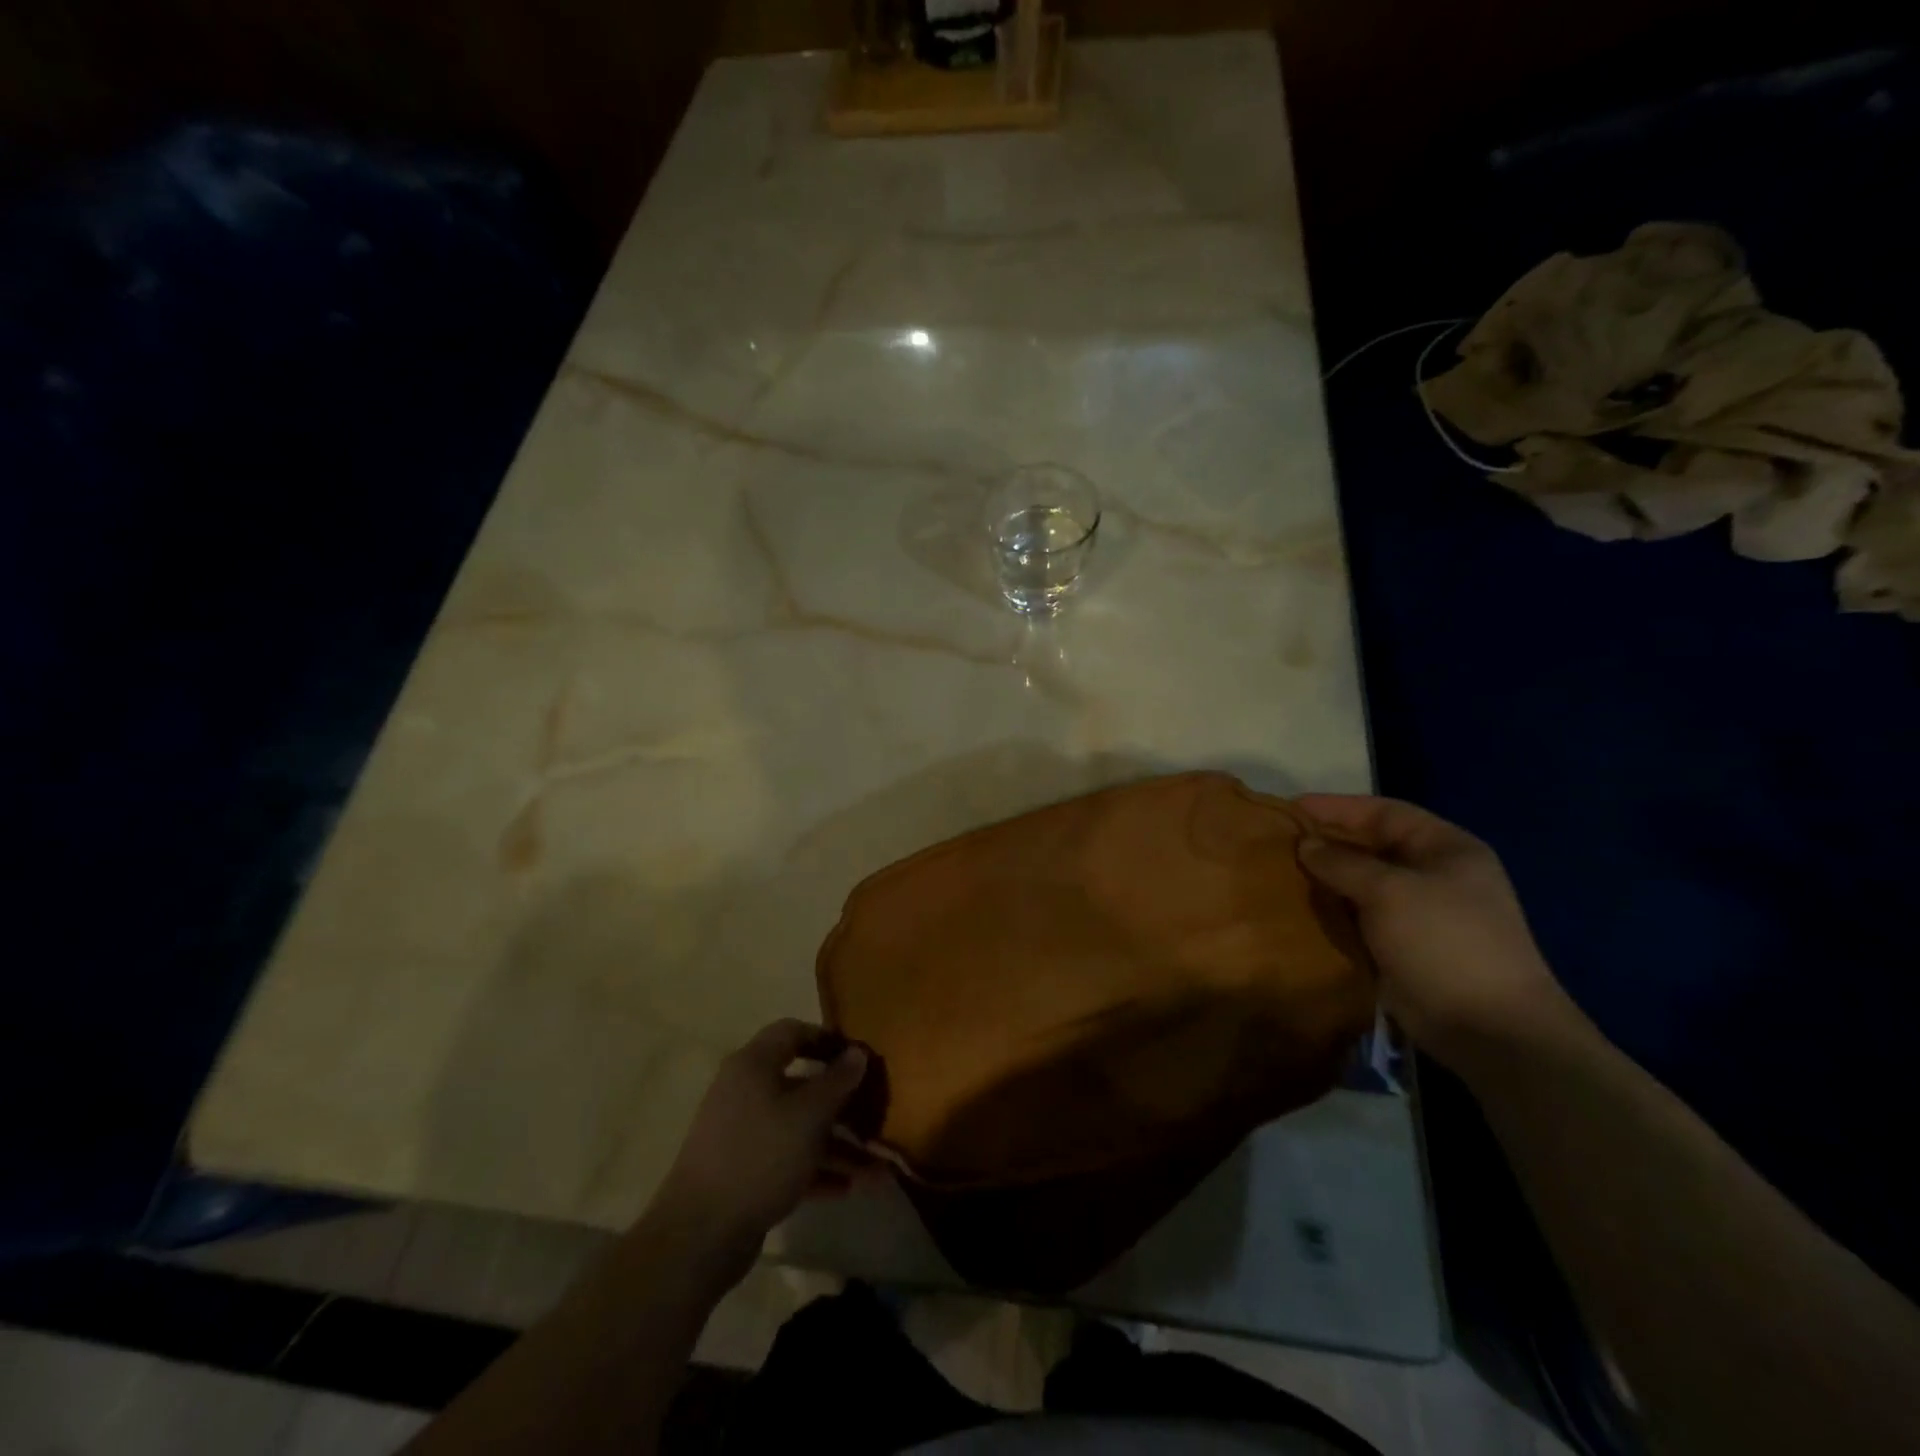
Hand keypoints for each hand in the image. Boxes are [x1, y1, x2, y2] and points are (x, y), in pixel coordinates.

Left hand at [648, 1020, 872, 1282]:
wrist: (699, 1235)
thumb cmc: (760, 1155)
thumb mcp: (809, 1115)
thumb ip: (837, 1081)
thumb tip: (857, 1053)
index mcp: (754, 1065)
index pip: (792, 1032)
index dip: (827, 1039)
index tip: (859, 1057)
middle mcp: (745, 1091)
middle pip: (801, 1085)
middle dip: (842, 1104)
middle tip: (874, 1115)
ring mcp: (742, 1133)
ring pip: (798, 1127)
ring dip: (837, 1145)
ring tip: (876, 1170)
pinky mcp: (743, 1171)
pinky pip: (787, 1158)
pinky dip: (816, 1169)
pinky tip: (848, 1188)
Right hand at [1295, 794, 1579, 1070]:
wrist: (1487, 1027)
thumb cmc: (1444, 941)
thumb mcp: (1390, 891)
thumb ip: (1342, 863)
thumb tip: (1305, 844)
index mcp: (1445, 848)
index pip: (1384, 812)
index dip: (1337, 807)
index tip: (1290, 808)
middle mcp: (1433, 875)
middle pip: (1370, 847)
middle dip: (1326, 844)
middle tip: (1277, 843)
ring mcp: (1418, 914)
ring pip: (1360, 885)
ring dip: (1324, 881)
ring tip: (1278, 875)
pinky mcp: (1401, 948)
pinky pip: (1358, 919)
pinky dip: (1331, 913)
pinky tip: (1297, 911)